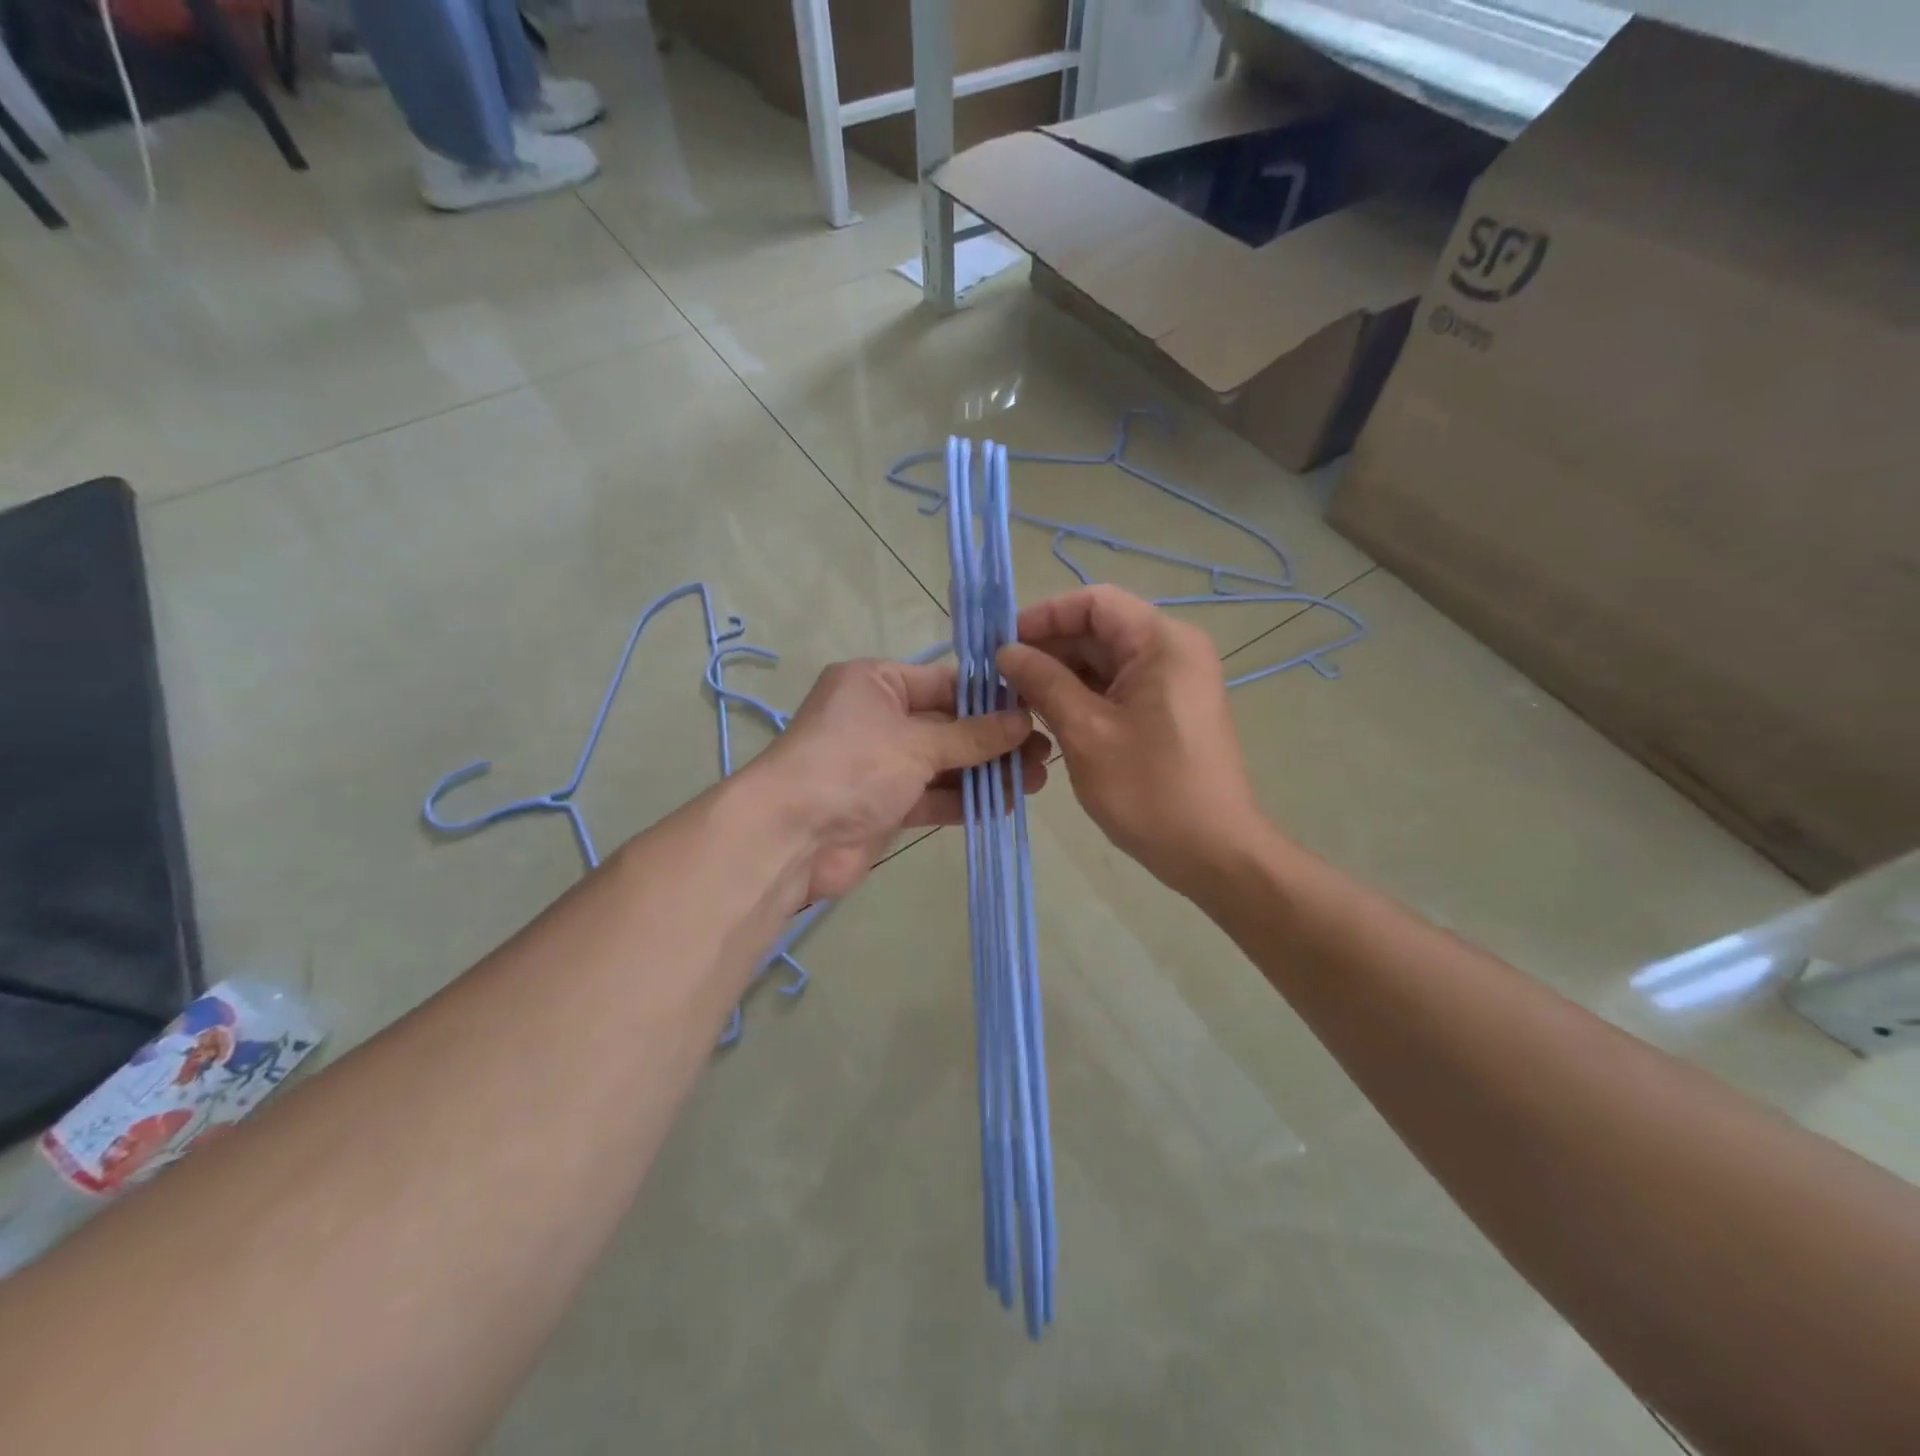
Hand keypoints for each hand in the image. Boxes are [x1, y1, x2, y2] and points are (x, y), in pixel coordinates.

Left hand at [753, 659, 1049, 900]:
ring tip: (1037, 780)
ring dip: (986, 772)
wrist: (791, 838)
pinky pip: (932, 796)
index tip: (1036, 709)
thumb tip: (1023, 722)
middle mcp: (877, 717)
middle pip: (948, 724)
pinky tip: (1005, 804)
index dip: (991, 698)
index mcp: (875, 683)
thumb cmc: (852, 766)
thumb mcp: (916, 743)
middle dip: (995, 740)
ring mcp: (880, 764)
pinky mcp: (885, 805)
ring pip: (943, 763)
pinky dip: (964, 800)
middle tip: (1045, 751)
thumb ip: (973, 736)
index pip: (945, 682)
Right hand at [997, 586, 1258, 895]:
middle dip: (1048, 649)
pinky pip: (1119, 687)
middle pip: (1099, 630)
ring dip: (1061, 676)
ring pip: (1106, 661)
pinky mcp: (1169, 710)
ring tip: (1016, 701)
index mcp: (1161, 642)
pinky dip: (1083, 696)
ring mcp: (1174, 681)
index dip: (1044, 616)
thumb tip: (1006, 652)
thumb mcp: (1085, 732)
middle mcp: (1173, 650)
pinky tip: (1048, 718)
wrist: (1213, 852)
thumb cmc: (1149, 789)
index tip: (1002, 644)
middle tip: (1000, 679)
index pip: (1094, 602)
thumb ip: (1043, 682)